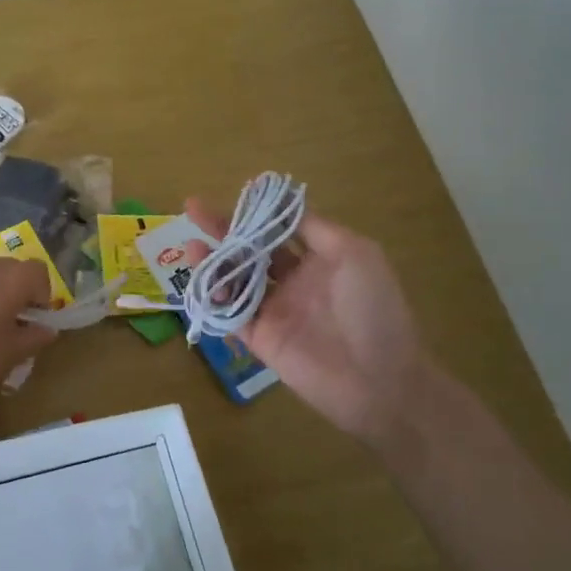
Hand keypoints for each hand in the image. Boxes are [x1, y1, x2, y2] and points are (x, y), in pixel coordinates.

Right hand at [186, 197, 429, 448]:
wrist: (378, 379)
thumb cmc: (374, 309)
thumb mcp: (356, 253)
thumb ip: (316, 229)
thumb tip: (284, 205)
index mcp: (320, 260)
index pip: (280, 229)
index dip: (258, 211)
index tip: (236, 192)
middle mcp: (294, 281)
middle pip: (250, 249)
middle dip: (223, 229)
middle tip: (192, 208)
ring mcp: (275, 310)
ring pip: (234, 279)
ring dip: (213, 261)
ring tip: (191, 246)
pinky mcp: (260, 338)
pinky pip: (230, 313)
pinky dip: (214, 297)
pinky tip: (203, 281)